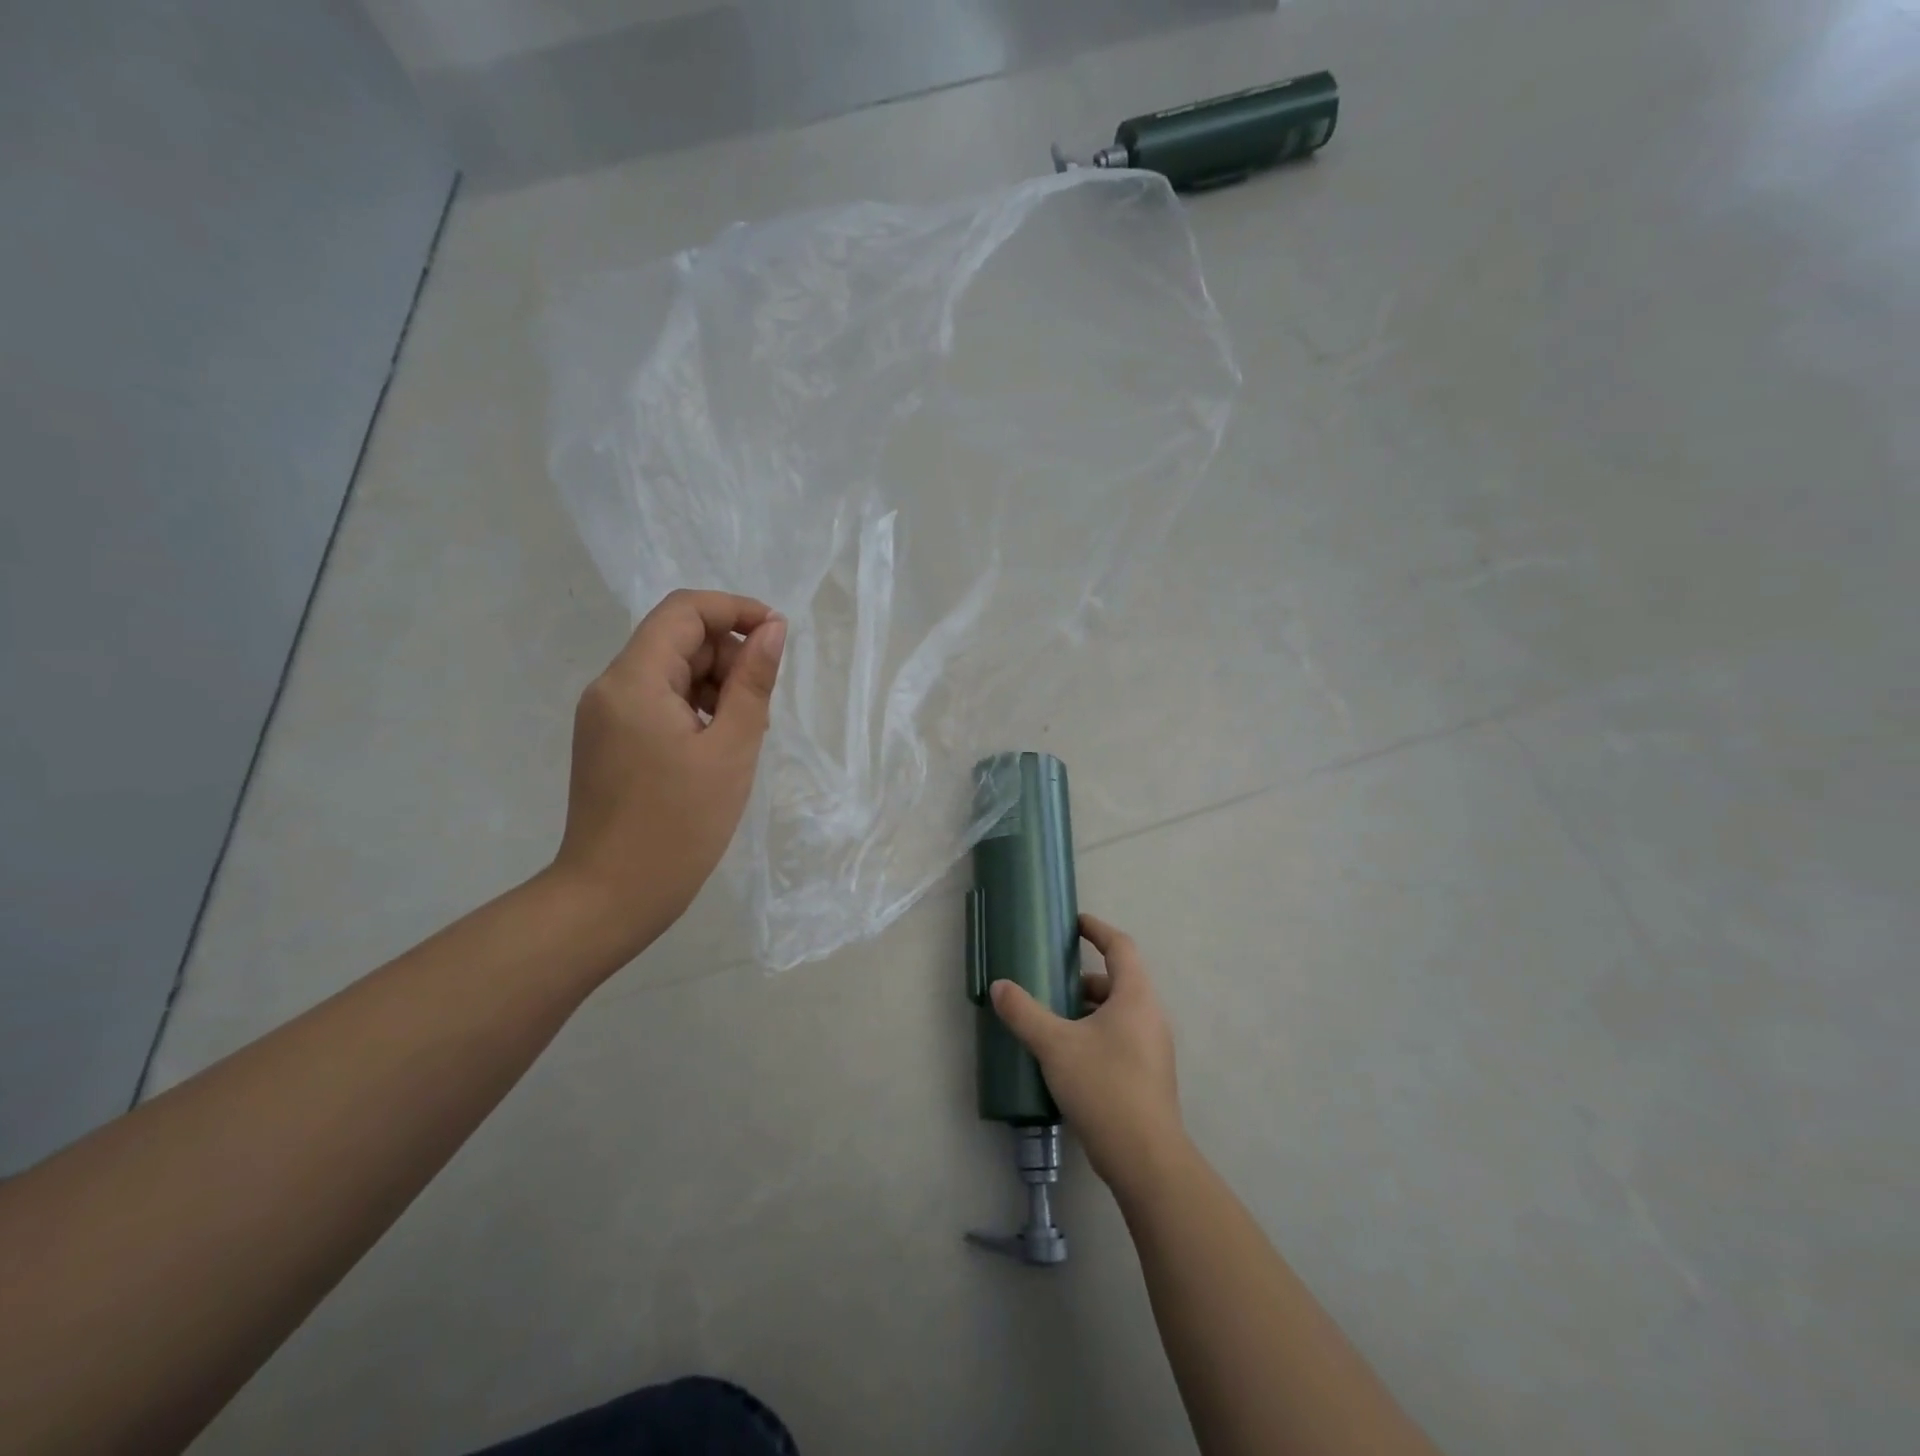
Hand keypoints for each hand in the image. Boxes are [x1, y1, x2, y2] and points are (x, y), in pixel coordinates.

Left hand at [551, 589, 785, 959]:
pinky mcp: (609, 742)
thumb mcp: (731, 749)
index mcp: (634, 680)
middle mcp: (611, 687)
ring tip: (743, 736)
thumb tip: (773, 629)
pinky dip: (694, 711)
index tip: (778, 636)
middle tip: (761, 707)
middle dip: (728, 657)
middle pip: (677, 641)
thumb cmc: (679, 825)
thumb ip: (753, 682)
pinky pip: (658, 704)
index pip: (684, 611)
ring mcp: (605, 716)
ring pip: (670, 674)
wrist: (611, 898)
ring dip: (715, 687)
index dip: (735, 610)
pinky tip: (717, 750)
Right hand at [990, 913, 1186, 1195]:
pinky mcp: (1150, 1074)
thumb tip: (999, 986)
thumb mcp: (1055, 1045)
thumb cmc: (1104, 1086)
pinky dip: (1098, 1032)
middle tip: (1053, 981)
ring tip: (1055, 1019)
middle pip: (1120, 980)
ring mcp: (1154, 1046)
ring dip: (1090, 1008)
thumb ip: (1025, 1013)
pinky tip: (1071, 1055)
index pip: (1120, 946)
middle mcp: (1151, 1015)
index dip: (1098, 930)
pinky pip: (1123, 1036)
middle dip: (1085, 977)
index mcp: (1135, 996)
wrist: (1146, 1157)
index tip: (1075, 924)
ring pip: (1121, 1011)